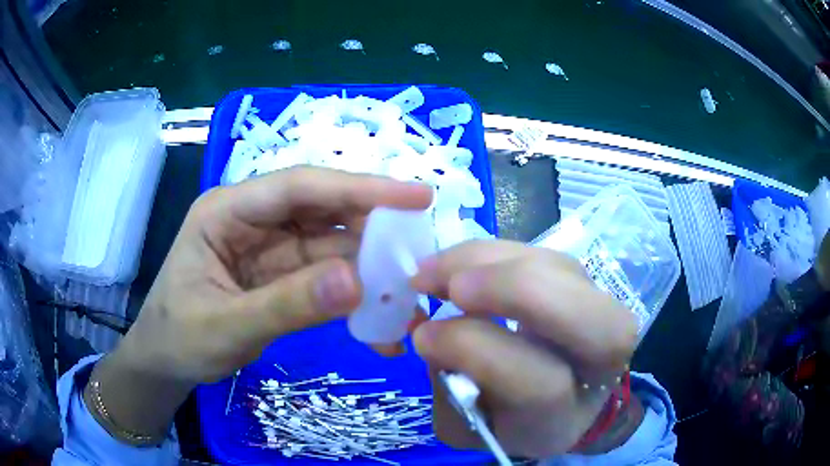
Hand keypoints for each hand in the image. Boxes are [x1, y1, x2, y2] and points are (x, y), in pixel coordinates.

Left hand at [89, 167, 431, 438]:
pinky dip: (355, 299)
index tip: (416, 197)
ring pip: (333, 248)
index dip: (360, 188)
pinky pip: (328, 280)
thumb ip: (286, 306)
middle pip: (324, 213)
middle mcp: (254, 220)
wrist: (165, 364)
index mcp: (227, 211)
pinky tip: (380, 326)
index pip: (300, 186)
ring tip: (410, 300)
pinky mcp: (283, 277)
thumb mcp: (225, 326)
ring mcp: (271, 249)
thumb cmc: (178, 338)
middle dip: (375, 232)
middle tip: (422, 257)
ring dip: (371, 273)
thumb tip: (357, 283)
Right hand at [410, 240, 637, 457]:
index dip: (477, 352)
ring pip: (554, 268)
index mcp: (570, 415)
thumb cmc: (515, 420)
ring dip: (484, 261)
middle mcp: (602, 363)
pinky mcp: (583, 281)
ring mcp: (601, 309)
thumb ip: (451, 396)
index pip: (540, 384)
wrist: (568, 397)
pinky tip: (457, 263)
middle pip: (576, 314)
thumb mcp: (478, 429)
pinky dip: (491, 254)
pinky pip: (539, 253)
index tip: (422, 336)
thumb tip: (432, 334)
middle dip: (504, 289)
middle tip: (436, 285)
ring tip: (433, 269)